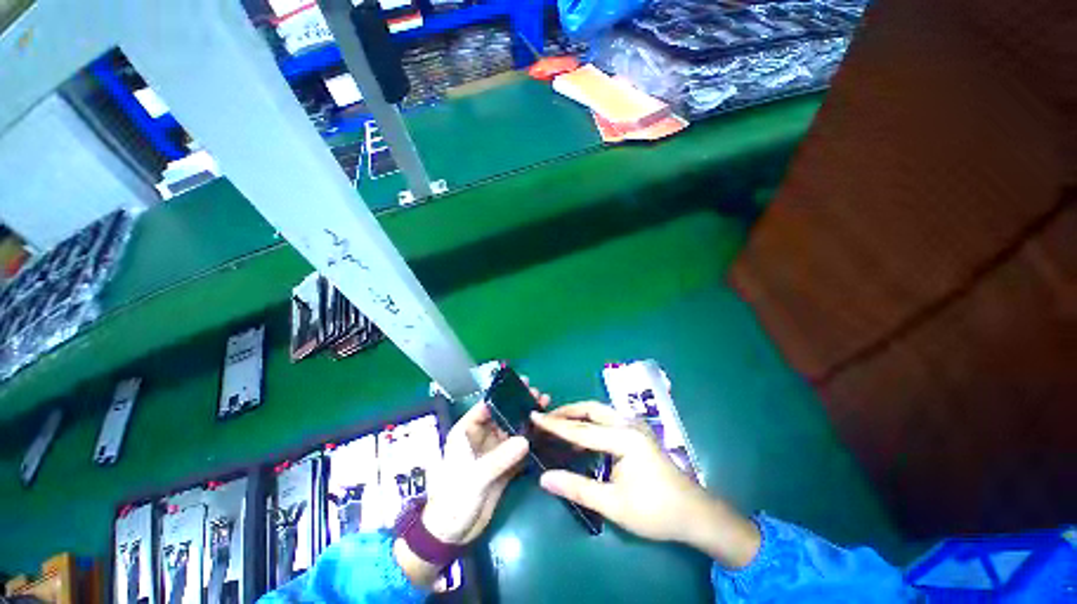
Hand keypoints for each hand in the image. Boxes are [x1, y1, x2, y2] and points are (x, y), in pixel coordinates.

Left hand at [395, 383, 549, 587]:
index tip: (520, 384)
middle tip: (536, 394)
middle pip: (502, 416)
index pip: (485, 407)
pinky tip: (543, 431)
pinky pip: (519, 449)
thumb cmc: (454, 499)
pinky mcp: (504, 466)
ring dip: (527, 420)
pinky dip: (530, 440)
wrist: (452, 533)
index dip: (502, 395)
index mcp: (466, 433)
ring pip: (512, 430)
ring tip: (544, 406)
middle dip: (518, 405)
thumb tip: (525, 440)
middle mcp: (481, 438)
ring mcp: (494, 452)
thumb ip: (499, 458)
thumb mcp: (474, 477)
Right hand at [531, 403, 760, 567]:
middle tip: (546, 418)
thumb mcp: (613, 504)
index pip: (581, 429)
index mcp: (624, 438)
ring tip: (558, 425)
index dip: (555, 424)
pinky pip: (608, 421)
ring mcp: (635, 426)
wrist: (694, 514)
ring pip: (600, 412)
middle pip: (592, 410)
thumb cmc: (655, 511)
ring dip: (579, 417)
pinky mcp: (637, 433)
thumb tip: (545, 478)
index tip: (534, 415)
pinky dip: (590, 425)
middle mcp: (629, 424)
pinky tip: (581, 438)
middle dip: (568, 412)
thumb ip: (577, 488)